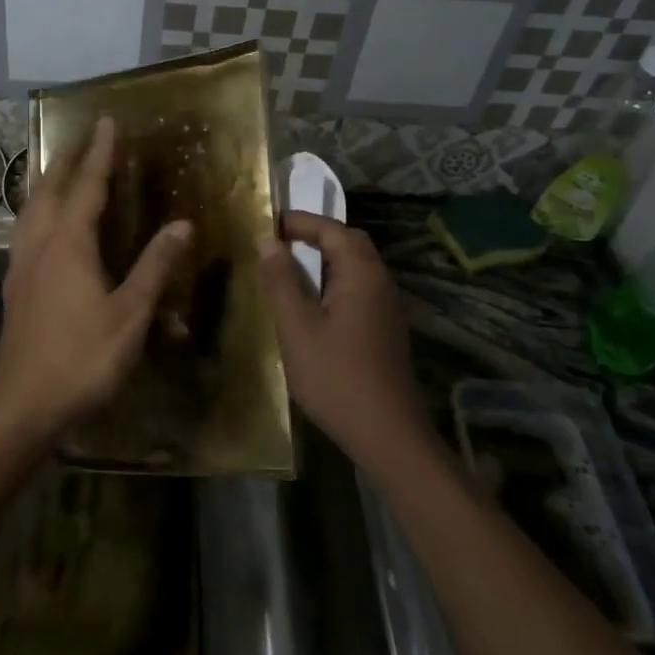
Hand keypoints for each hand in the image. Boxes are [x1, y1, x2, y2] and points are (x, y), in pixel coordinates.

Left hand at [0, 117, 191, 440]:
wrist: (24, 403)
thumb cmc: (83, 357)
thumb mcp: (131, 314)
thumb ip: (155, 266)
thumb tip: (183, 224)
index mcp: (69, 244)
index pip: (87, 186)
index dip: (98, 153)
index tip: (105, 121)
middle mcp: (40, 244)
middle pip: (49, 189)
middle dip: (65, 159)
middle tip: (80, 136)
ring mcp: (21, 264)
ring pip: (30, 209)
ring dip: (44, 182)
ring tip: (56, 169)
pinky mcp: (13, 285)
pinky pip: (23, 230)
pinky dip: (35, 210)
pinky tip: (39, 224)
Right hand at [257, 212, 430, 470]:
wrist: (387, 434)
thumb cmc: (336, 377)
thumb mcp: (296, 327)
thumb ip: (281, 280)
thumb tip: (268, 240)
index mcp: (361, 273)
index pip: (331, 228)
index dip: (299, 221)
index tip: (267, 223)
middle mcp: (380, 281)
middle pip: (349, 242)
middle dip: (314, 234)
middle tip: (279, 241)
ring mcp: (387, 305)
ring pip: (356, 265)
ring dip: (325, 258)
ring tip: (289, 267)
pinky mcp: (386, 327)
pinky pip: (359, 287)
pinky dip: (334, 280)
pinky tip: (312, 302)